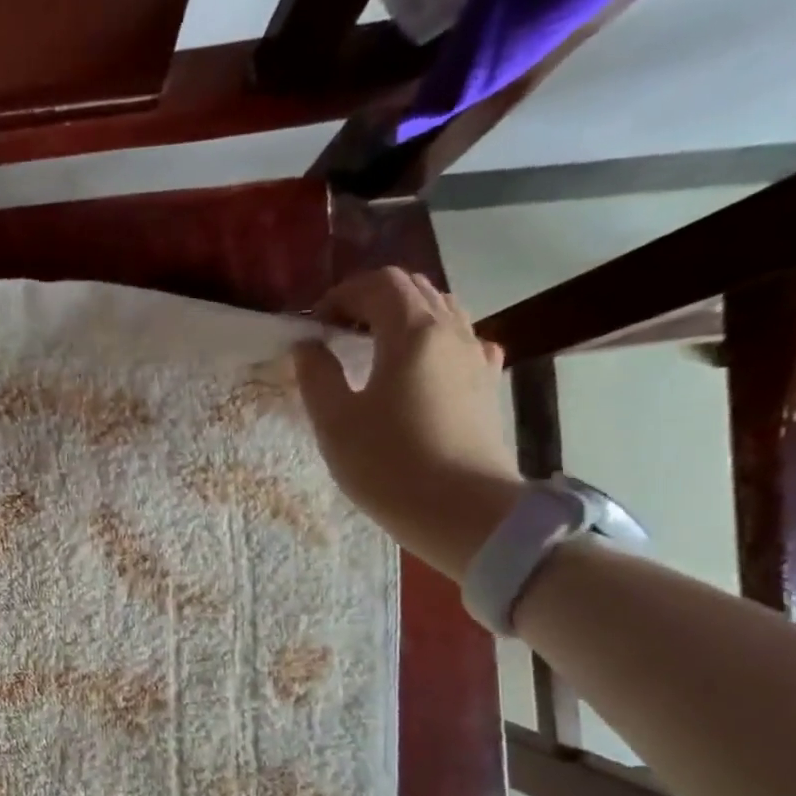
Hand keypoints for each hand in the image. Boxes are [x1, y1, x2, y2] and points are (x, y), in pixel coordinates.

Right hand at [293, 267, 522, 581]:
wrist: (464, 511)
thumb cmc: (389, 464)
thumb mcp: (335, 422)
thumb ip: (316, 375)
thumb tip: (307, 346)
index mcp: (412, 331)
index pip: (378, 284)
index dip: (340, 295)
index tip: (314, 326)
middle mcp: (452, 331)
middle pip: (413, 289)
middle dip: (370, 301)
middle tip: (337, 334)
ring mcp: (477, 357)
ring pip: (441, 312)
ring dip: (402, 319)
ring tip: (372, 351)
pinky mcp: (488, 385)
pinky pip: (461, 342)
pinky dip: (432, 341)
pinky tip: (419, 371)